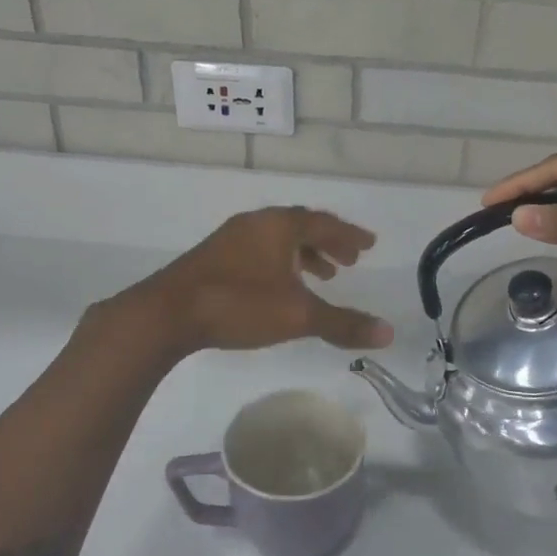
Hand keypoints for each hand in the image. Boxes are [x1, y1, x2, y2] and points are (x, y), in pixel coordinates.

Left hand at [123, 207, 393, 355]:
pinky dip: (280, 262)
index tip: (369, 245)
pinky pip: (259, 249)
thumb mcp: (298, 316)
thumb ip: (343, 323)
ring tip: (322, 275)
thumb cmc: (239, 304)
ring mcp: (231, 238)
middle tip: (350, 260)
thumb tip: (388, 332)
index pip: (324, 223)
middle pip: (301, 226)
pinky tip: (279, 287)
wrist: (167, 313)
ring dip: (304, 253)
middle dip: (328, 242)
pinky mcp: (213, 256)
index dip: (349, 235)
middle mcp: (257, 223)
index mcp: (280, 226)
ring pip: (277, 239)